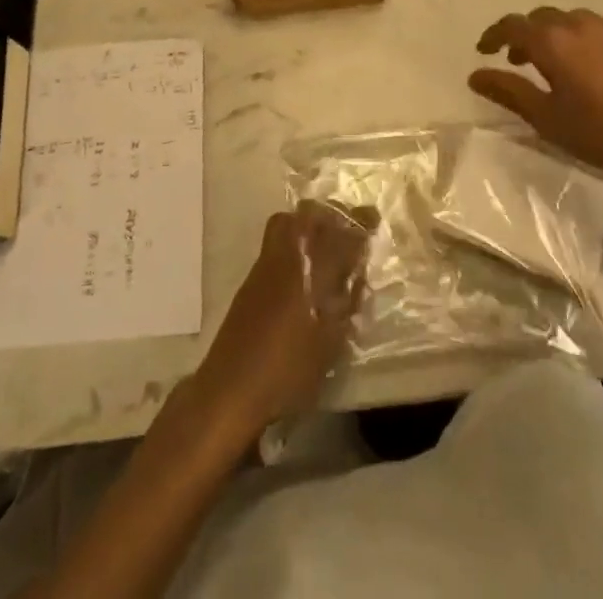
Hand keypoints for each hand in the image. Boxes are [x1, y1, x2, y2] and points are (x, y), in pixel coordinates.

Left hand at [194, 201, 372, 435]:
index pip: (341, 234)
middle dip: (331, 215)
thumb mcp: (329, 343)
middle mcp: (287, 257)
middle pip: (309, 214)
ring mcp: (265, 265)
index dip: (360, 224)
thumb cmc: (287, 370)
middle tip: (347, 230)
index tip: (373, 218)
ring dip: (309, 225)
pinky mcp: (251, 280)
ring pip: (288, 223)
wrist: (230, 388)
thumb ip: (346, 305)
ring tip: (326, 246)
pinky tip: (303, 270)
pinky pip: (276, 242)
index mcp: (311, 271)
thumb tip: (357, 279)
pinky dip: (293, 243)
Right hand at [469, 8, 602, 194]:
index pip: (512, 25)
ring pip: (575, 20)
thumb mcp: (547, 119)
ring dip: (559, 35)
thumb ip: (509, 92)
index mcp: (552, 42)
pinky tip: (601, 69)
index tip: (484, 50)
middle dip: (526, 34)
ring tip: (561, 64)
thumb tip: (475, 75)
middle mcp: (579, 24)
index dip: (493, 35)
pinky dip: (591, 42)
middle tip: (521, 61)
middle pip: (542, 17)